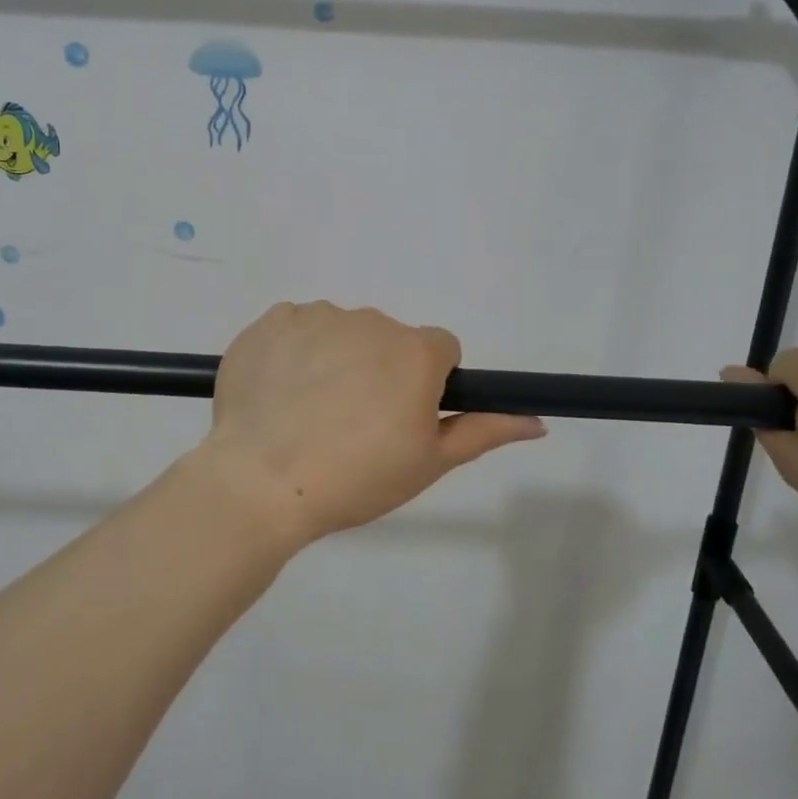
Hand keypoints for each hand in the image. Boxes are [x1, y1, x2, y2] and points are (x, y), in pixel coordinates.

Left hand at [199, 301, 546, 544]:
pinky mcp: (270, 321)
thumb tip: (537, 422)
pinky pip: (296, 329)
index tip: (402, 418)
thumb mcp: (428, 463)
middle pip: (388, 340)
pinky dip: (294, 353)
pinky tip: (279, 394)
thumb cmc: (356, 478)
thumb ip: (484, 431)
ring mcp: (316, 316)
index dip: (427, 383)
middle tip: (352, 425)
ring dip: (335, 360)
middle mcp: (370, 321)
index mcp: (415, 351)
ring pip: (341, 332)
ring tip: (309, 414)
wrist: (260, 482)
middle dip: (379, 371)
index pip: (440, 349)